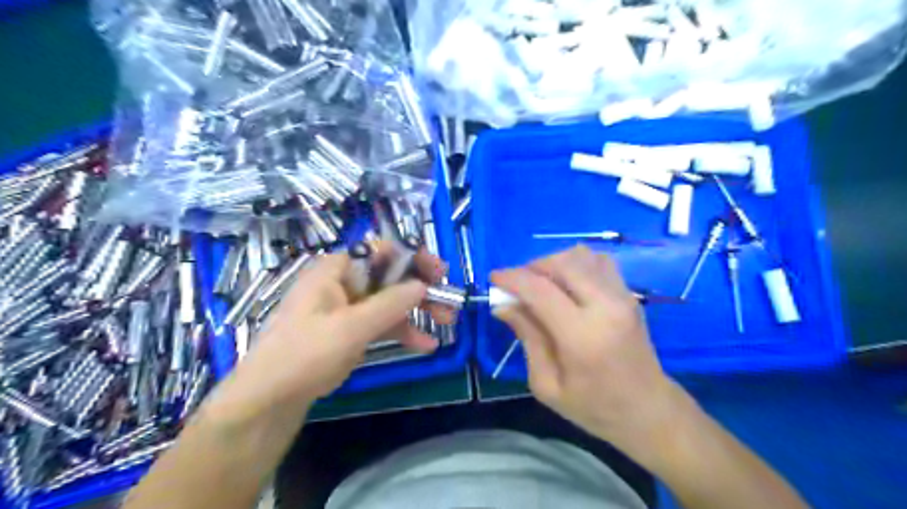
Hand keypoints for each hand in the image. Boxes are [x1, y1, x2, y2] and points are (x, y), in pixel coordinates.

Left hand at [202, 248, 447, 421]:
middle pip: (390, 276)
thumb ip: (389, 304)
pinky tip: (426, 345)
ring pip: (390, 300)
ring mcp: (349, 307)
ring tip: (446, 322)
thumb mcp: (350, 327)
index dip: (412, 257)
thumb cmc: (304, 353)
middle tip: (448, 301)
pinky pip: (383, 323)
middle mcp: (344, 282)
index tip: (438, 272)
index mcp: (336, 270)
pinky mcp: (352, 330)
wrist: (271, 399)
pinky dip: (404, 331)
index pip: (380, 251)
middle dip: (420, 288)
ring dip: (418, 310)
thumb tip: (422, 284)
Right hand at [494, 244, 682, 458]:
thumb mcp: (547, 384)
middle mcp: (606, 306)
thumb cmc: (594, 407)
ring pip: (581, 255)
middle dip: (532, 266)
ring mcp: (622, 296)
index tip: (493, 278)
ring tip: (542, 285)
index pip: (540, 290)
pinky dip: (575, 264)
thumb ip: (527, 337)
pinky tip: (567, 285)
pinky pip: (598, 261)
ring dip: (554, 263)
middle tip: (517, 285)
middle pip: (562, 263)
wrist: (649, 411)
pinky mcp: (629, 294)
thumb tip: (503, 305)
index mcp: (582, 336)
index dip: (512, 279)